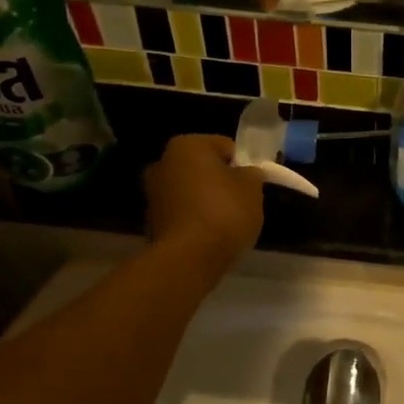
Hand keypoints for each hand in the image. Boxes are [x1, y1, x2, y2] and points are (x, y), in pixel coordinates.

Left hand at [144, 135, 266, 272]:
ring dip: (205, 201)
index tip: (251, 185)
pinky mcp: (151, 222)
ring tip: (225, 222)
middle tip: (240, 202)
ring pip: (190, 191)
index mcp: (187, 145)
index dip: (242, 164)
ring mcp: (152, 193)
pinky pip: (182, 214)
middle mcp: (163, 162)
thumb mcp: (252, 188)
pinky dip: (194, 220)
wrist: (189, 258)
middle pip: (203, 168)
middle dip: (220, 181)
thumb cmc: (224, 212)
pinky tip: (208, 236)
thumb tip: (246, 173)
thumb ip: (251, 174)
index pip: (224, 146)